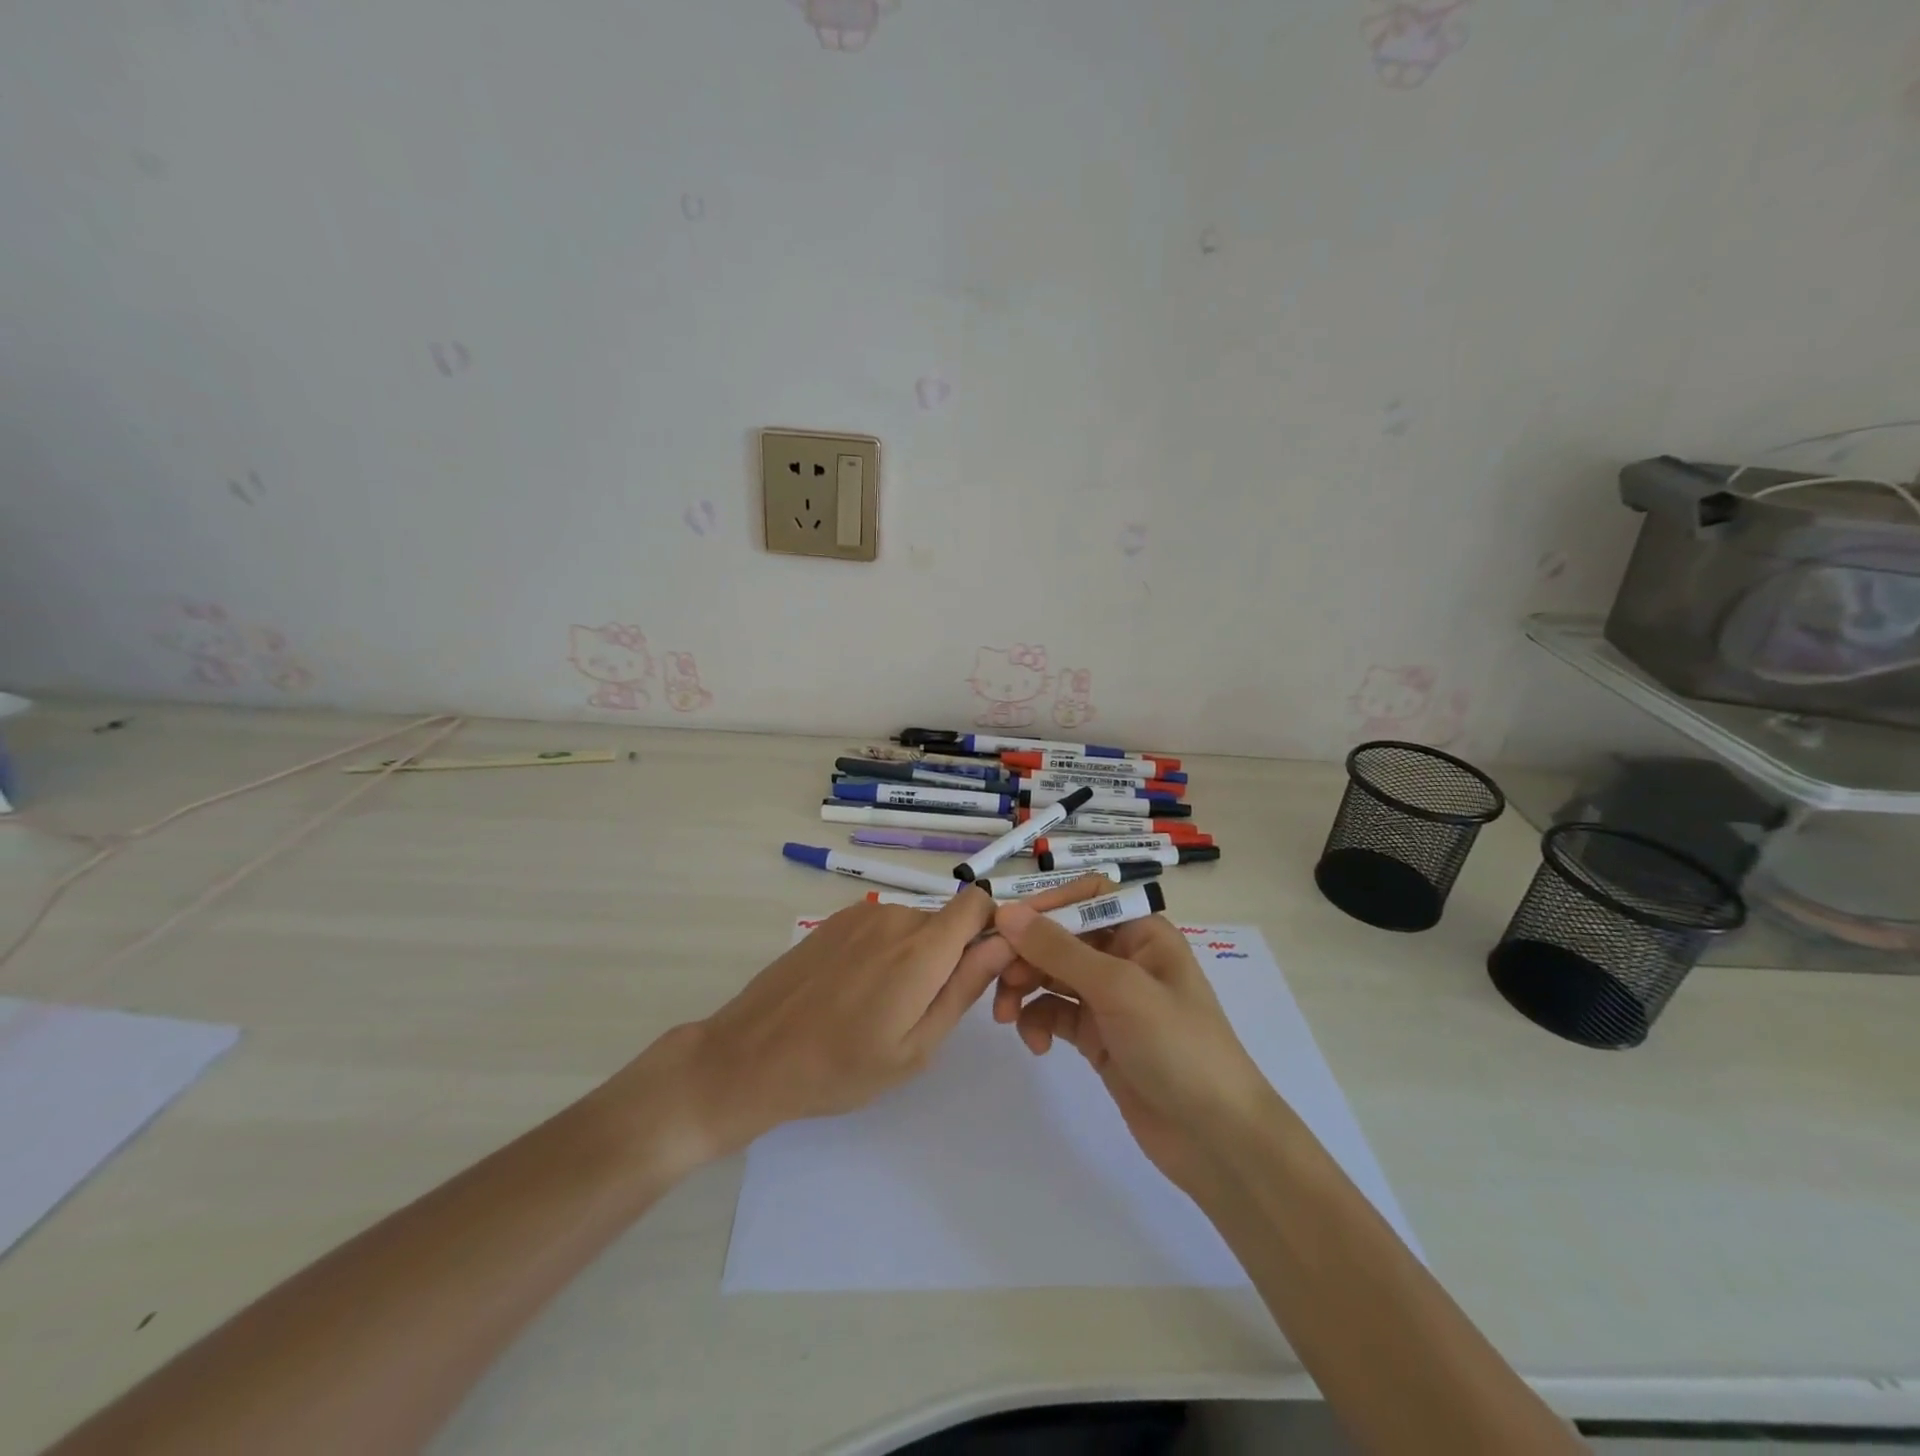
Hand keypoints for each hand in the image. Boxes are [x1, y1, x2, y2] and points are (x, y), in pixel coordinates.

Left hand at [642, 879, 1109, 1159]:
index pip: (978, 903)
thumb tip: (1005, 943)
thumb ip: (965, 988)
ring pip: (915, 926)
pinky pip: (883, 926)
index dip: (991, 930)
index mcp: (921, 949)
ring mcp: (861, 915)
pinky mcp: (835, 920)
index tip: (983, 970)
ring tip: (885, 1007)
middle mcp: (895, 917)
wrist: (751, 1056)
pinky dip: (886, 951)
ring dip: (917, 956)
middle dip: (952, 955)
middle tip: (926, 1010)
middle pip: (947, 921)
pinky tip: (858, 992)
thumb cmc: (840, 1067)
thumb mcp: (916, 1047)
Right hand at [991, 902, 1275, 1198]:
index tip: (1007, 924)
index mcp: (1142, 933)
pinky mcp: (1097, 1036)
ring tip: (1006, 1017)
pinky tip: (1037, 1045)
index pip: (1087, 896)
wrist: (1215, 1138)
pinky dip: (1038, 1021)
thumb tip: (1006, 913)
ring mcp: (1109, 999)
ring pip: (1051, 975)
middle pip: (1061, 936)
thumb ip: (1059, 949)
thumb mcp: (1118, 989)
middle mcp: (1124, 958)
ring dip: (1024, 988)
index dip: (1047, 904)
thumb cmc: (1177, 1046)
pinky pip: (1054, 1013)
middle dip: (1026, 953)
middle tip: (995, 977)